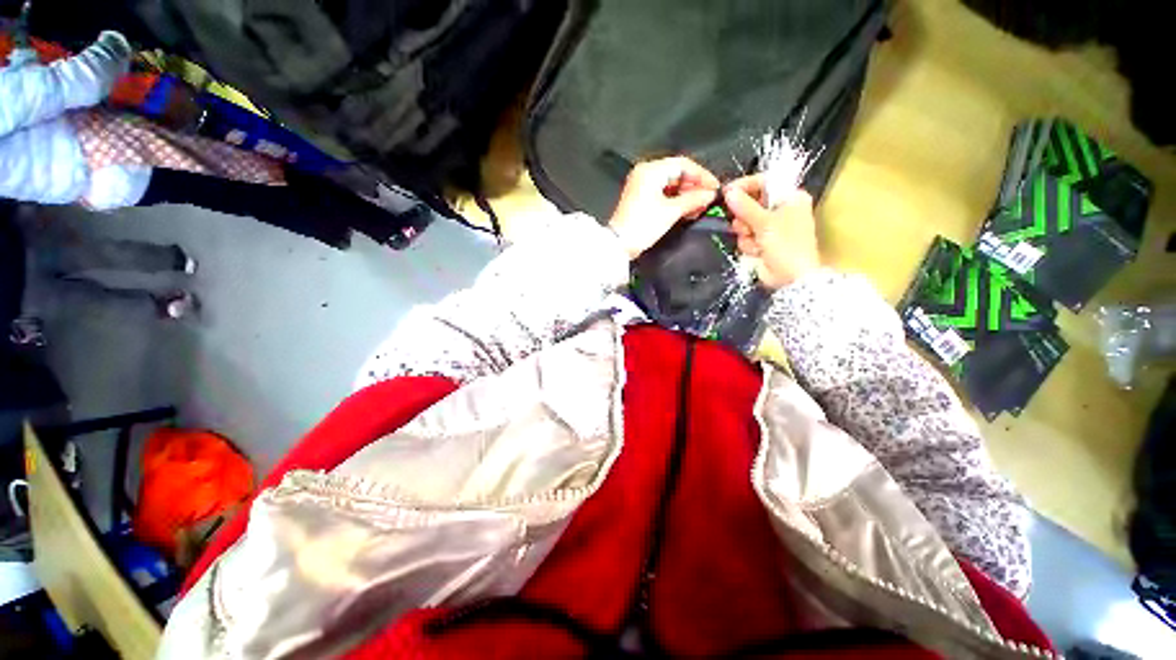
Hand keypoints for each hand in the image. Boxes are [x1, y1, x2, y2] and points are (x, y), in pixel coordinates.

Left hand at [609, 157, 720, 258]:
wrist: (620, 244)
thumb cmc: (641, 226)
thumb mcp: (671, 211)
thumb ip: (693, 199)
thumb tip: (710, 194)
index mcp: (650, 170)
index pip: (683, 165)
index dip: (702, 175)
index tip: (714, 187)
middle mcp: (645, 174)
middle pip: (677, 173)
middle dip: (694, 186)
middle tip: (707, 199)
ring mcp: (642, 186)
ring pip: (671, 184)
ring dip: (686, 195)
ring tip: (698, 207)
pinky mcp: (641, 199)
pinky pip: (663, 193)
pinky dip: (675, 200)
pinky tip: (686, 210)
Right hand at [723, 175, 820, 289]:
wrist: (791, 278)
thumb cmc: (786, 245)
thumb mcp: (766, 222)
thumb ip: (745, 206)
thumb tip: (729, 192)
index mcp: (790, 197)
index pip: (764, 182)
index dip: (745, 186)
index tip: (727, 192)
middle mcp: (780, 209)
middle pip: (750, 203)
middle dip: (744, 217)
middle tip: (744, 225)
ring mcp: (770, 227)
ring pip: (744, 223)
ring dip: (746, 234)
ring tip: (756, 242)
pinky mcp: (761, 242)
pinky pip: (745, 237)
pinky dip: (748, 245)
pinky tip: (757, 251)